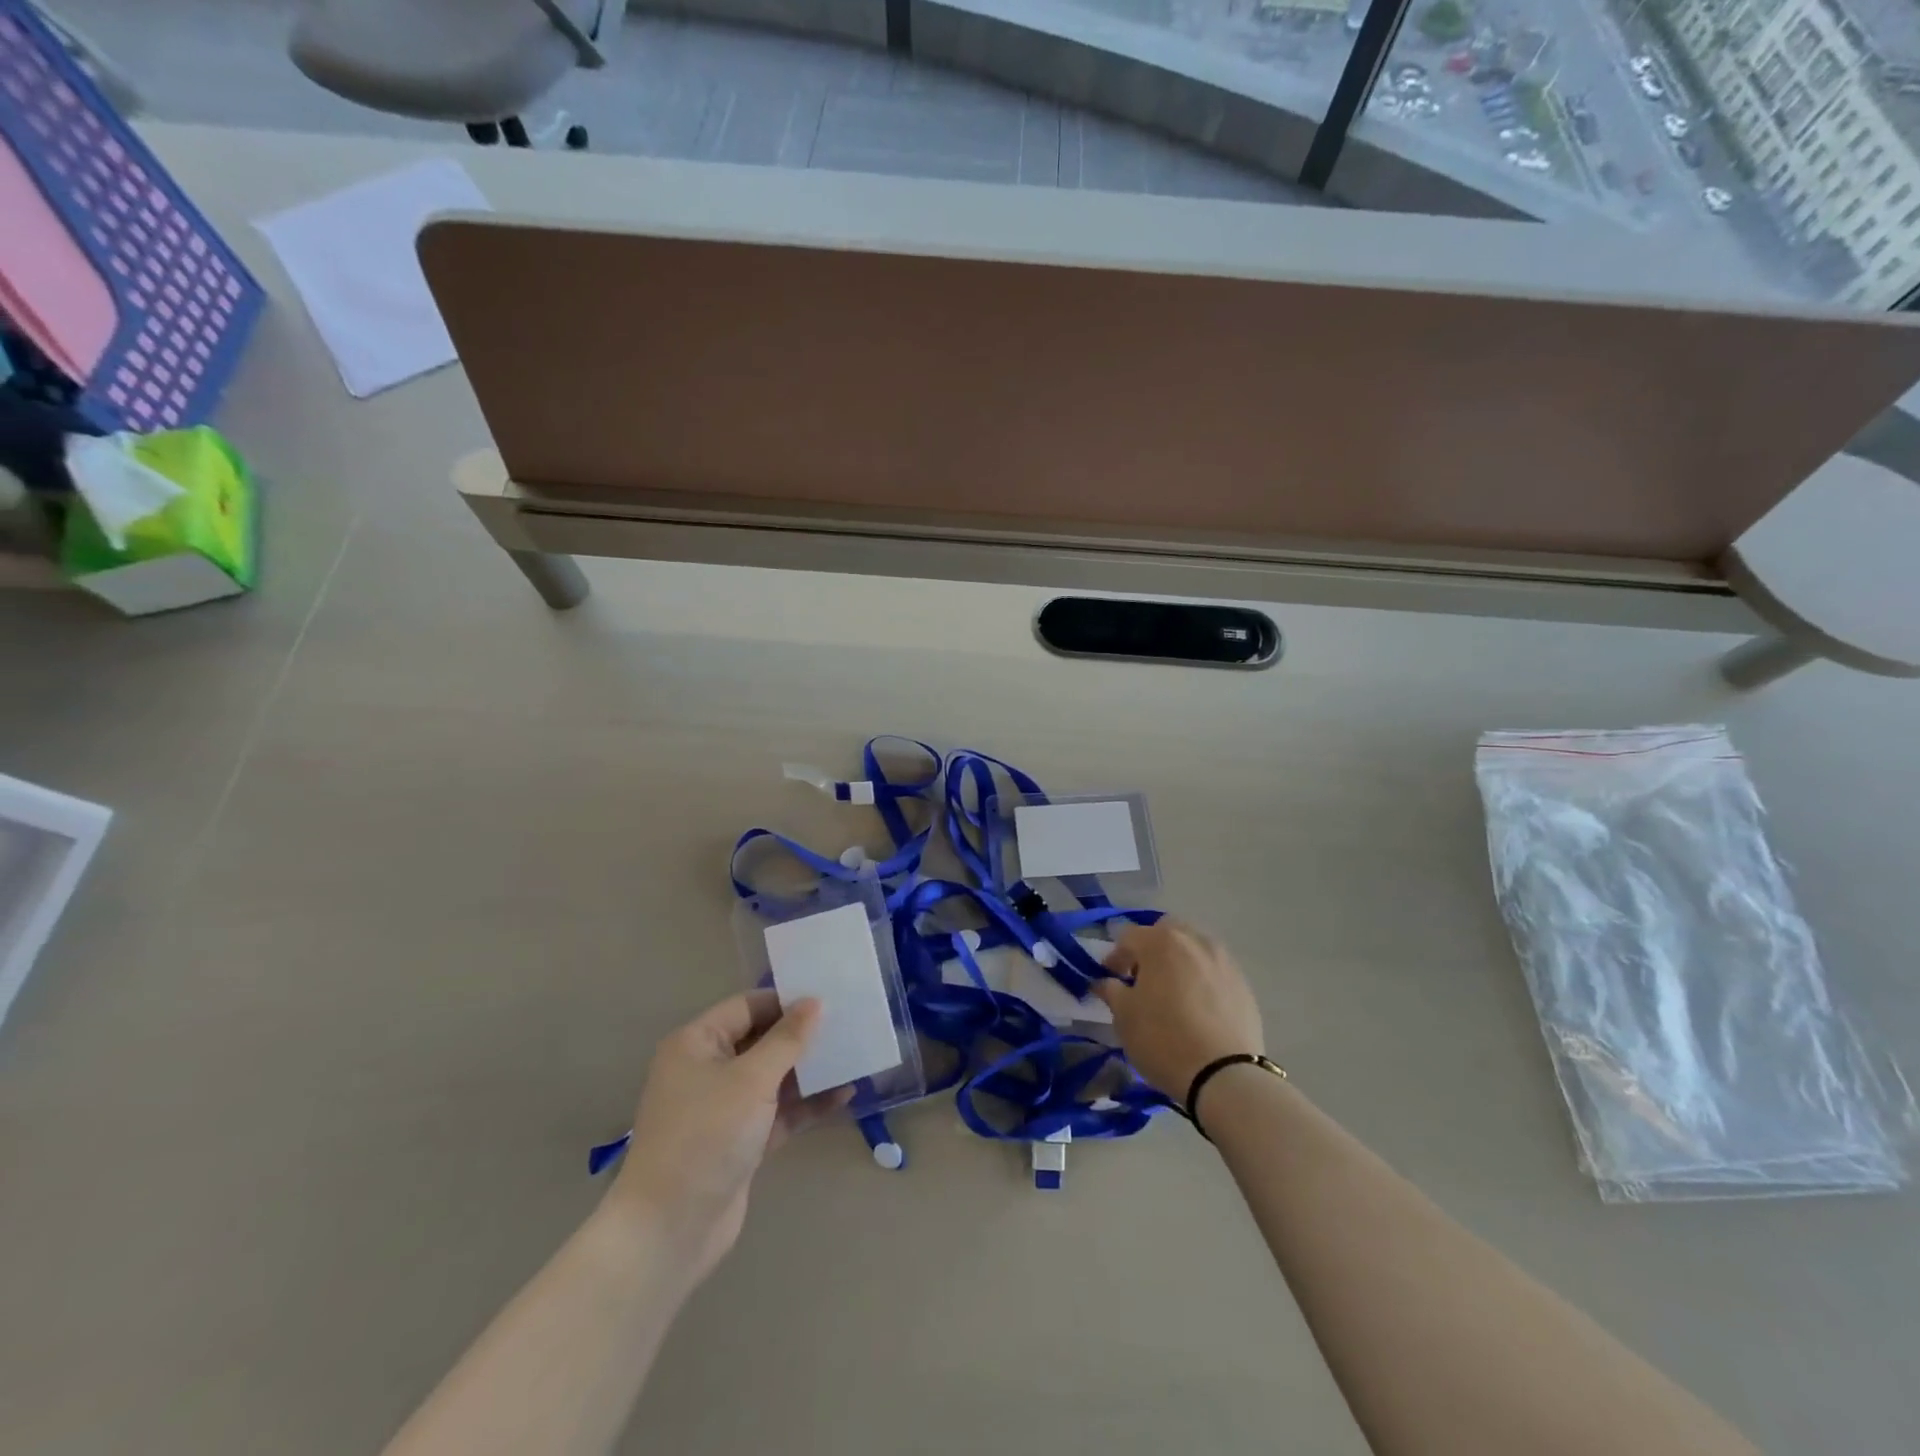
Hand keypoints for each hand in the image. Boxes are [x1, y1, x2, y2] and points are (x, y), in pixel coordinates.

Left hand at [609, 990, 849, 1284]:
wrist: (670, 1229)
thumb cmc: (706, 1136)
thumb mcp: (751, 1080)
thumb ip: (787, 1039)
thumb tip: (814, 1002)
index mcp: (697, 1043)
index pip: (747, 1006)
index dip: (786, 1001)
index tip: (829, 998)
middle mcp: (708, 1069)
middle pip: (762, 1040)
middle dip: (802, 1035)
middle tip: (848, 1024)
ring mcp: (724, 1107)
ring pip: (774, 1077)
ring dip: (810, 1070)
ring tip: (854, 1056)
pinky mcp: (740, 1140)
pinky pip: (778, 1111)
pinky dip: (806, 1104)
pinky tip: (844, 1095)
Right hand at [1094, 920, 1263, 1101]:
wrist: (1225, 1076)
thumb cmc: (1163, 1039)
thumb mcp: (1125, 1017)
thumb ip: (1111, 991)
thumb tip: (1104, 982)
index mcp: (1160, 942)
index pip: (1128, 937)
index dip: (1115, 956)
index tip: (1110, 978)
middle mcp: (1194, 940)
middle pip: (1165, 932)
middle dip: (1150, 948)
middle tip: (1142, 978)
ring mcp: (1223, 959)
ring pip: (1193, 947)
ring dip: (1178, 960)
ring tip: (1172, 991)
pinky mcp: (1243, 983)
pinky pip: (1214, 969)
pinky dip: (1201, 977)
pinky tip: (1197, 1005)